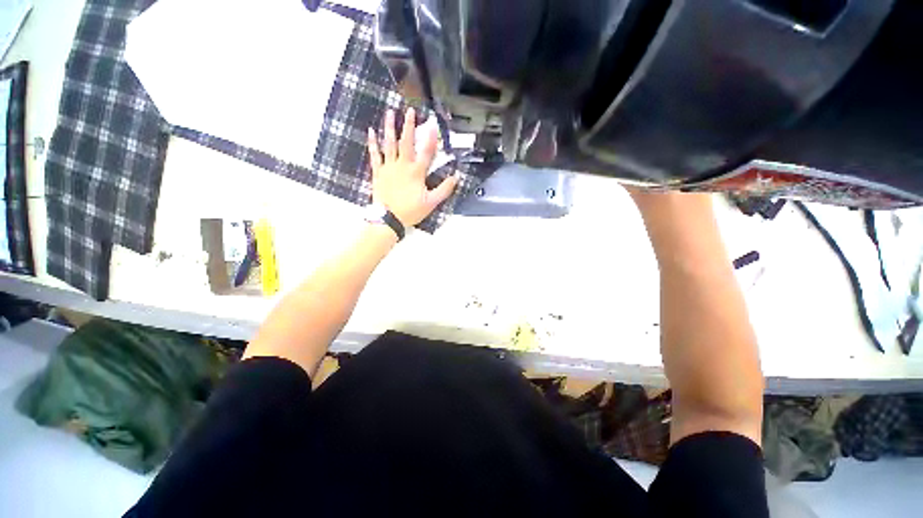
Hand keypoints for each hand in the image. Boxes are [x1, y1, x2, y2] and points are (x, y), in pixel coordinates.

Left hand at [367, 108, 458, 226]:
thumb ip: (444, 190)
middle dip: (409, 126)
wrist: (388, 219)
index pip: (426, 152)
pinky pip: (375, 154)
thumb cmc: (410, 211)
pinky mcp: (378, 172)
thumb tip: (455, 178)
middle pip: (406, 142)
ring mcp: (388, 167)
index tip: (433, 125)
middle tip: (410, 111)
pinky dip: (373, 143)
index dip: (431, 138)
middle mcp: (402, 166)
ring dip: (390, 128)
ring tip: (390, 112)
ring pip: (389, 144)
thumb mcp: (431, 203)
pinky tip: (371, 131)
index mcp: (416, 173)